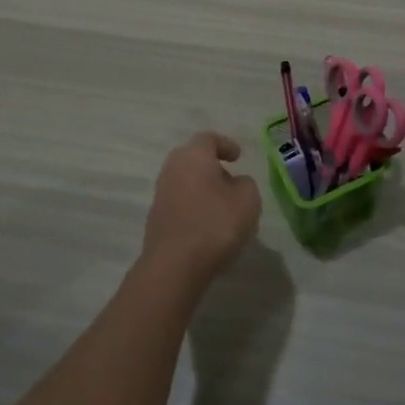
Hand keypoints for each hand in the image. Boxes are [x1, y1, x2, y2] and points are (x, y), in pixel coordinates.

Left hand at [142, 131, 260, 286]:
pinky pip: (180, 202)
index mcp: (193, 156)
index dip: (226, 144)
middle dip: (213, 167)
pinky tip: (208, 224)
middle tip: (231, 179)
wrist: (174, 265)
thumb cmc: (215, 224)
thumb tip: (236, 183)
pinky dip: (195, 206)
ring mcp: (160, 194)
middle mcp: (172, 168)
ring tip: (224, 206)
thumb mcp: (248, 200)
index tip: (238, 156)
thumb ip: (246, 184)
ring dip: (203, 188)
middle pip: (193, 159)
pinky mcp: (156, 218)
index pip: (208, 139)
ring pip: (186, 181)